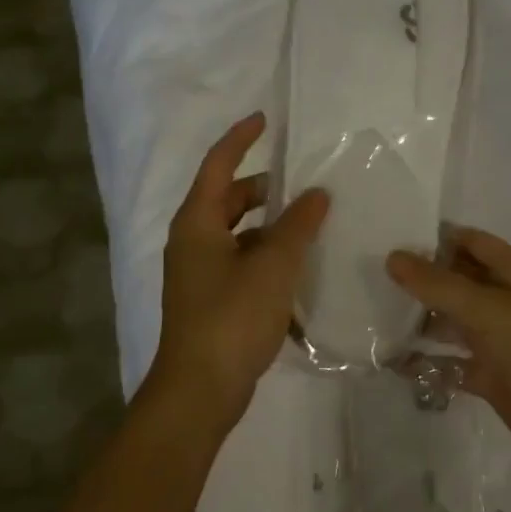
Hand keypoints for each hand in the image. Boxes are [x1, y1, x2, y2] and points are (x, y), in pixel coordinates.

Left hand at [153, 112, 329, 428]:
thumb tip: (317, 194)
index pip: (218, 165)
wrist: (199, 391)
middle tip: (305, 183)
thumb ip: (297, 226)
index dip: (240, 139)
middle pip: (229, 199)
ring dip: (270, 225)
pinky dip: (267, 255)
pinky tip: (299, 267)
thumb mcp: (273, 266)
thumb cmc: (232, 318)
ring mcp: (200, 273)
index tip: (265, 120)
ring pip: (239, 233)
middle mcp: (193, 241)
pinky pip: (242, 261)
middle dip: (265, 188)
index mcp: (197, 223)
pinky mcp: (212, 299)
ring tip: (311, 224)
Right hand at [387, 229, 510, 468]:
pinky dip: (426, 362)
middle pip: (455, 281)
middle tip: (368, 277)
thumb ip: (437, 283)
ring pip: (450, 322)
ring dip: (418, 321)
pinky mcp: (490, 375)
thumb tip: (393, 257)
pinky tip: (391, 362)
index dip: (432, 238)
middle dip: (418, 280)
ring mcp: (497, 338)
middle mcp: (504, 299)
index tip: (388, 236)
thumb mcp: (486, 308)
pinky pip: (450, 362)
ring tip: (372, 316)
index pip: (467, 241)